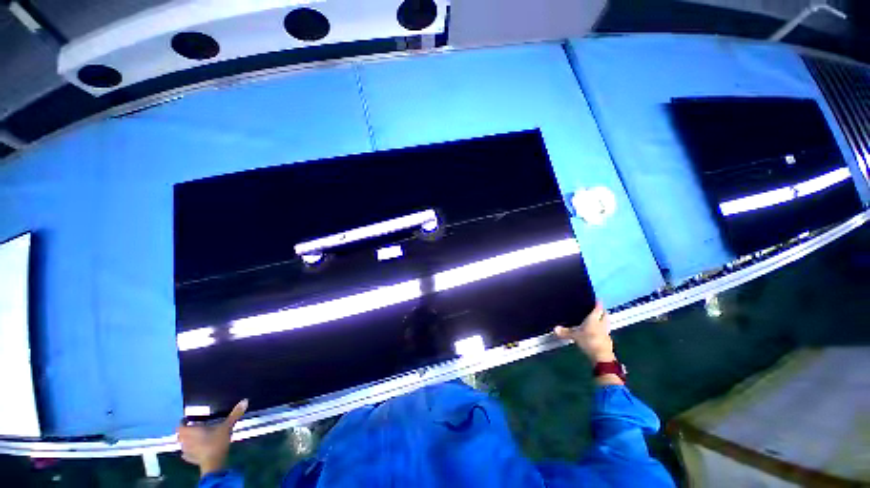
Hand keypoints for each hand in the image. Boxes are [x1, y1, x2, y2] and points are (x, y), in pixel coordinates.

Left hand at [177, 399, 247, 476]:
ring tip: (195, 439)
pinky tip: (196, 450)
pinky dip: (189, 451)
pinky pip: (186, 454)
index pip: (180, 425)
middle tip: (193, 428)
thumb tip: (245, 400)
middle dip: (184, 432)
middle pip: (180, 435)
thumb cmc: (217, 442)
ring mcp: (186, 451)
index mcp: (191, 431)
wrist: (213, 463)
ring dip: (186, 442)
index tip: (188, 420)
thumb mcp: (227, 426)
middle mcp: (185, 440)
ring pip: (182, 445)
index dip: (183, 422)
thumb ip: (234, 414)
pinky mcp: (190, 460)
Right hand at [554, 302, 615, 363]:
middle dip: (602, 311)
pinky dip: (602, 329)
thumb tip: (555, 329)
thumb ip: (565, 332)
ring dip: (603, 320)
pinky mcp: (608, 340)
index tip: (598, 299)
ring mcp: (606, 332)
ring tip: (598, 319)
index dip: (597, 303)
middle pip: (605, 315)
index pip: (597, 308)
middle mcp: (602, 324)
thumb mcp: (574, 336)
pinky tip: (597, 332)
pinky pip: (605, 331)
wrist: (602, 357)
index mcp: (594, 319)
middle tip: (599, 309)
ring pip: (606, 323)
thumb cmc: (588, 341)